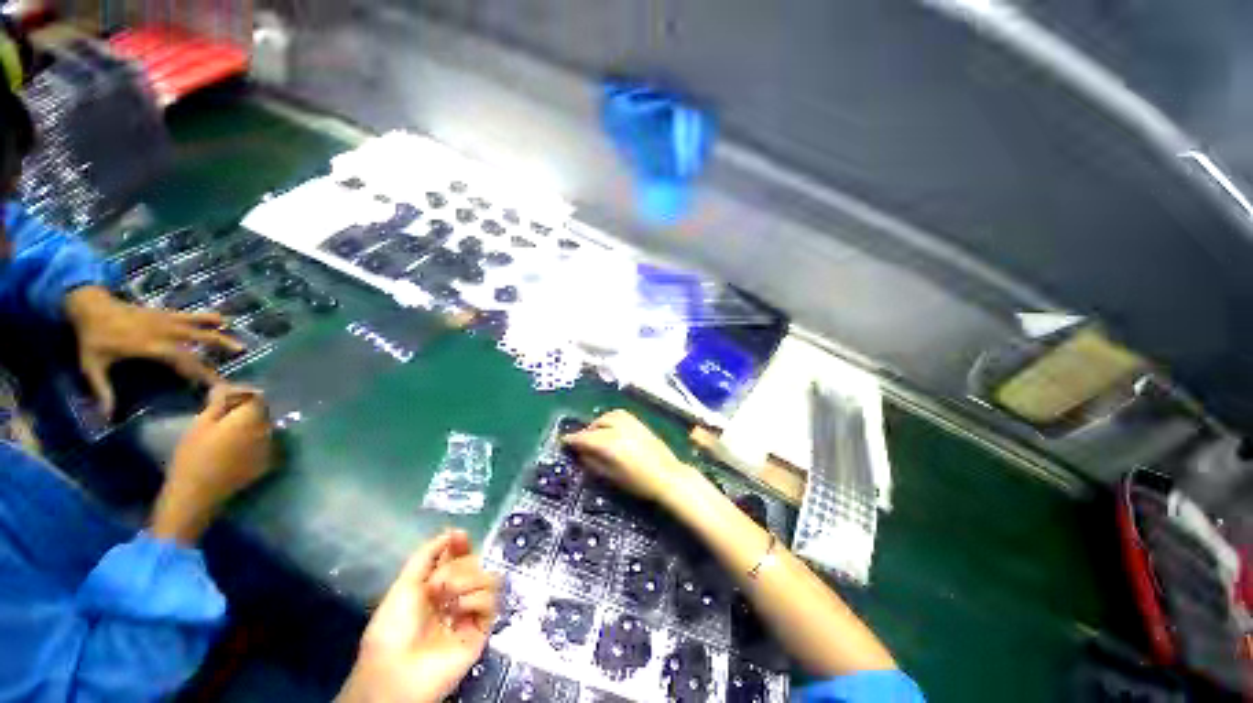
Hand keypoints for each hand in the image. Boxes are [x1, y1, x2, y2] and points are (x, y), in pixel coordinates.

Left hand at [65, 286, 243, 417]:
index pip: (181, 360)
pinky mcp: (165, 313)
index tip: (216, 383)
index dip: (200, 372)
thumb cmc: (92, 338)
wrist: (89, 306)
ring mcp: (166, 320)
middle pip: (197, 342)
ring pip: (199, 327)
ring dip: (220, 335)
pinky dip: (208, 318)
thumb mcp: (92, 365)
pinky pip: (191, 315)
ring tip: (240, 345)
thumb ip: (102, 390)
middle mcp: (163, 332)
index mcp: (150, 345)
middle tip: (238, 360)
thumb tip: (107, 417)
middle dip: (218, 351)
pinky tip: (223, 320)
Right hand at [151, 384, 272, 544]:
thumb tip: (230, 388)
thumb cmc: (193, 456)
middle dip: (245, 409)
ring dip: (250, 424)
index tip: (222, 397)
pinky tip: (233, 445)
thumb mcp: (201, 423)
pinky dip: (252, 439)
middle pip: (262, 412)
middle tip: (222, 412)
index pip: (256, 397)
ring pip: (263, 427)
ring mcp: (270, 448)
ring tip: (226, 429)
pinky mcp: (266, 463)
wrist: (196, 494)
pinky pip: (263, 443)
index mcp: (252, 419)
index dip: (241, 394)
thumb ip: (221, 403)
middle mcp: (268, 431)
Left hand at [338, 530, 497, 702]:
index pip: (459, 557)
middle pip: (475, 563)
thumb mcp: (404, 584)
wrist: (395, 671)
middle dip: (457, 567)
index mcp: (436, 586)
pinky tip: (458, 609)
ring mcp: (470, 612)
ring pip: (488, 578)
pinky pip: (490, 601)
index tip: (459, 536)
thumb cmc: (392, 628)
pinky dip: (475, 599)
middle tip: (437, 584)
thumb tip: (451, 531)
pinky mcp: (482, 629)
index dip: (461, 544)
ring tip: (447, 596)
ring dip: (467, 580)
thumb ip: (427, 555)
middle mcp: (456, 596)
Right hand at [562, 409, 698, 502]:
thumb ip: (594, 462)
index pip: (586, 438)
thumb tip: (581, 453)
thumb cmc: (638, 482)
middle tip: (580, 441)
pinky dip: (609, 418)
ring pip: (608, 415)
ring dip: (598, 422)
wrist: (667, 476)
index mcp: (610, 444)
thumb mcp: (612, 476)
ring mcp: (630, 423)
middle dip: (586, 431)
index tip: (564, 441)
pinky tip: (609, 427)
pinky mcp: (639, 422)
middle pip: (597, 424)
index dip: (573, 439)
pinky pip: (619, 414)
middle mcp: (618, 429)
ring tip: (594, 432)